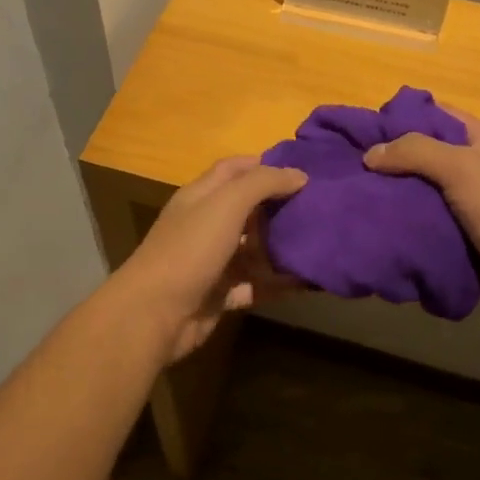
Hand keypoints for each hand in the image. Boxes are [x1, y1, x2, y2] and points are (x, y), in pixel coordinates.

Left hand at [113, 157, 307, 361]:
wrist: (155, 314)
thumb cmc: (190, 250)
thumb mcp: (226, 205)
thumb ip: (263, 184)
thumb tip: (299, 175)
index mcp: (201, 197)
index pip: (234, 170)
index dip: (265, 165)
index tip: (303, 169)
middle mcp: (206, 226)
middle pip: (248, 210)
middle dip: (280, 207)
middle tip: (321, 207)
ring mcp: (213, 262)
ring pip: (254, 250)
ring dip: (282, 248)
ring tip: (323, 243)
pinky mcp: (220, 294)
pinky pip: (256, 285)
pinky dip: (279, 283)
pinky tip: (308, 281)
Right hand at [364, 107, 479, 307]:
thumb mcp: (461, 167)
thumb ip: (415, 153)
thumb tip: (370, 154)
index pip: (437, 115)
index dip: (403, 117)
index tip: (365, 129)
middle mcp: (476, 167)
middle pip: (426, 155)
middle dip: (392, 161)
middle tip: (353, 168)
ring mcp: (469, 204)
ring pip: (422, 192)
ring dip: (395, 196)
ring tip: (357, 198)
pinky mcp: (461, 236)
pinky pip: (426, 223)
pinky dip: (406, 224)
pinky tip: (378, 226)